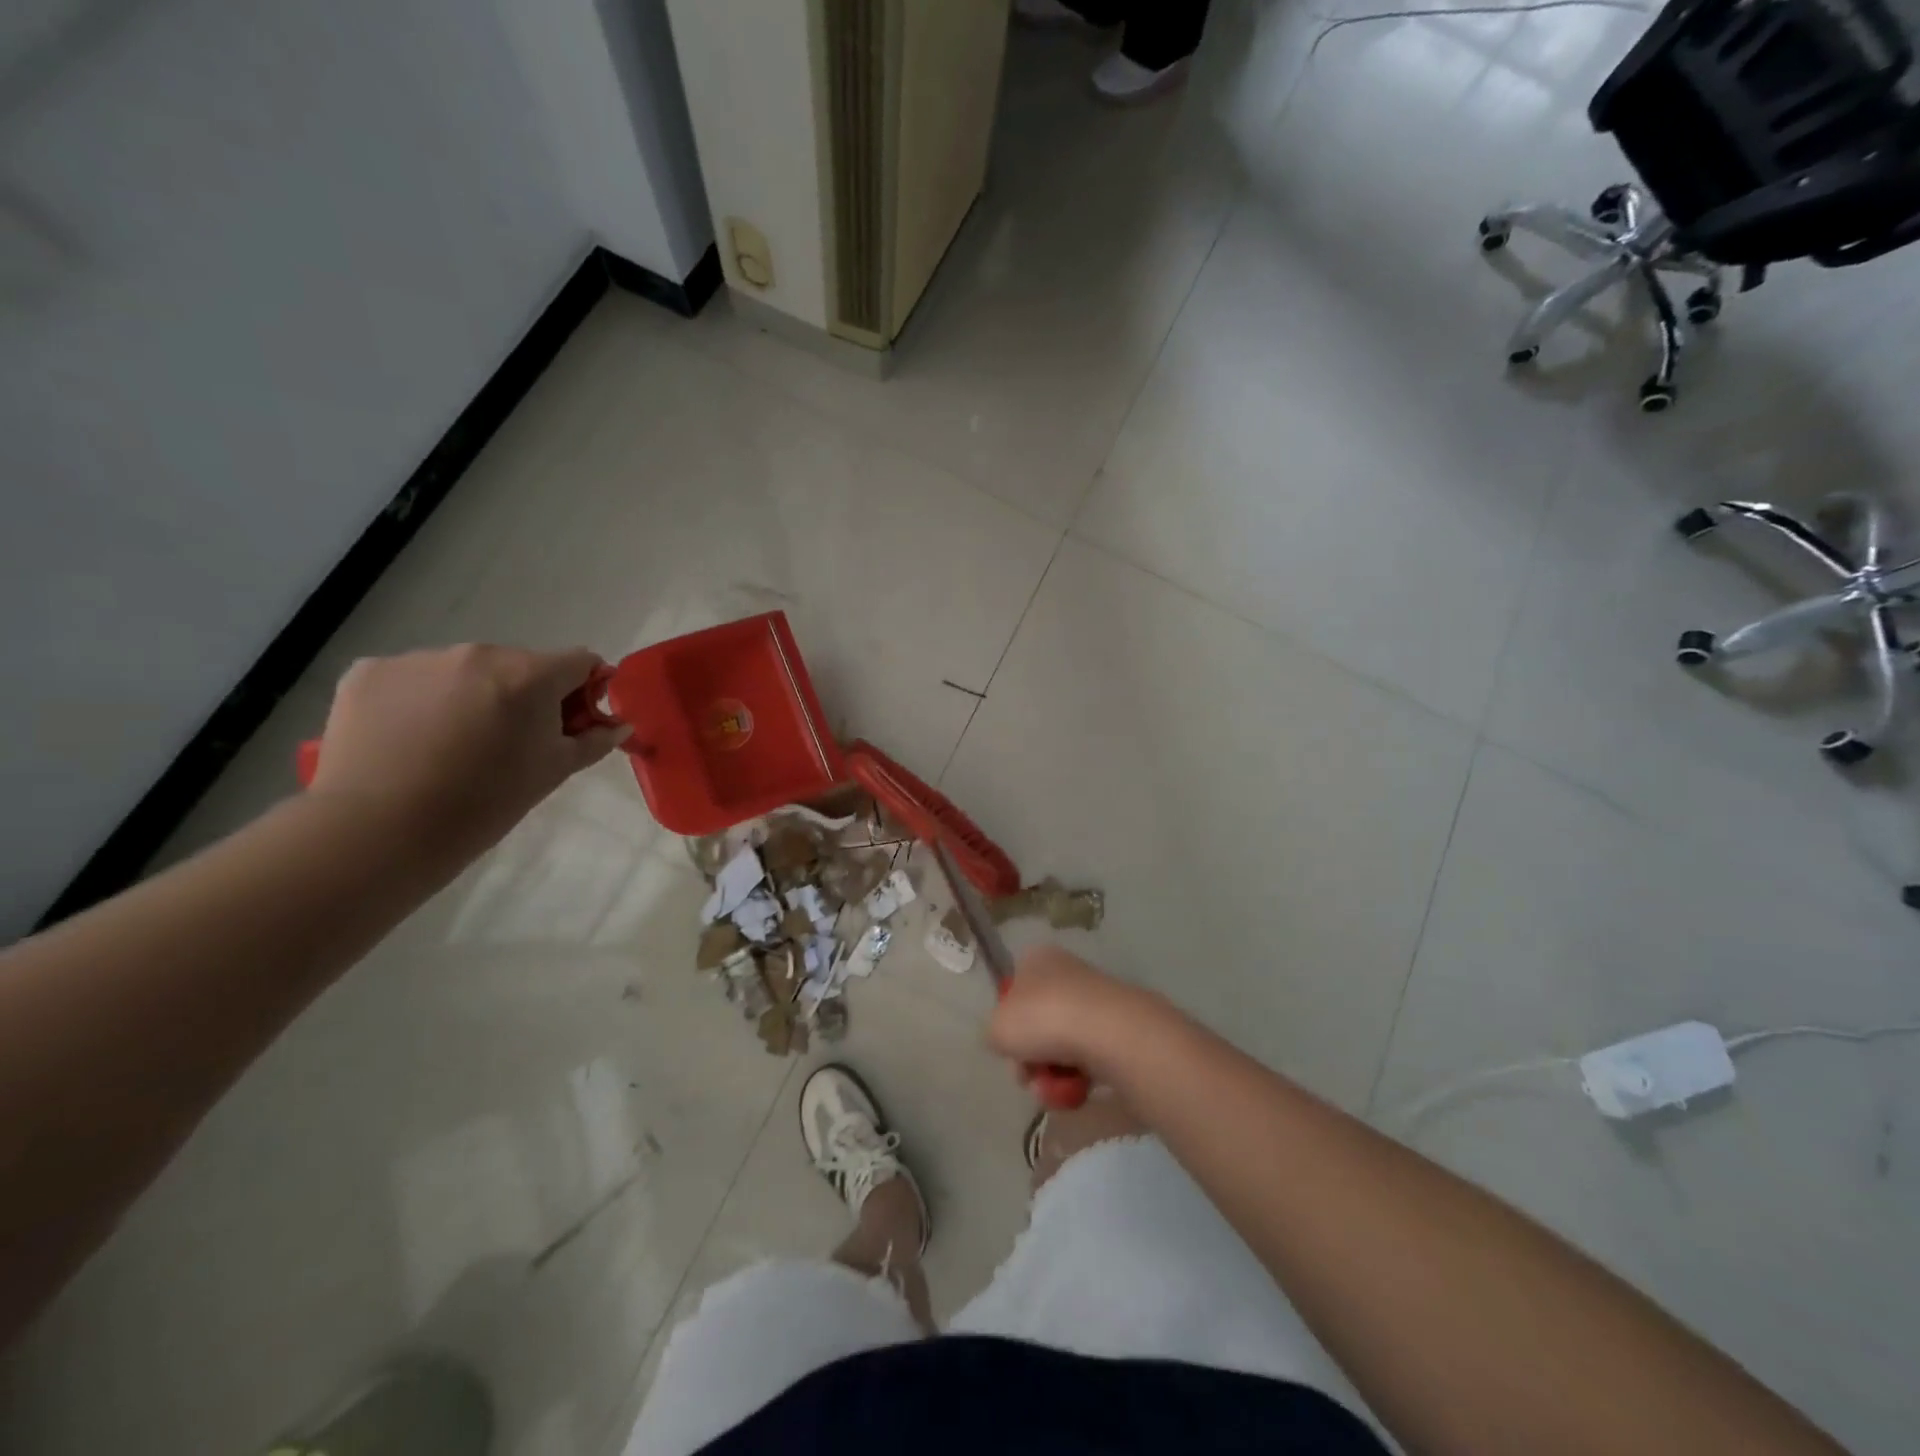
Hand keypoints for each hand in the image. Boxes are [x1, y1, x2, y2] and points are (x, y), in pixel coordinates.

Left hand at [308, 645, 629, 860]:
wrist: (379, 831)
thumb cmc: (486, 803)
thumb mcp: (553, 772)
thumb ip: (593, 741)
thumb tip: (619, 724)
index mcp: (529, 674)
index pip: (580, 662)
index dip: (584, 690)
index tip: (572, 723)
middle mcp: (477, 653)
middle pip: (520, 665)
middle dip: (523, 696)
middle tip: (509, 743)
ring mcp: (418, 659)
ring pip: (464, 671)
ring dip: (471, 696)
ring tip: (452, 745)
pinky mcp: (368, 672)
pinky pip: (412, 678)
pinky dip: (420, 701)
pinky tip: (410, 739)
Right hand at [987, 945, 1166, 1085]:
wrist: (1108, 1032)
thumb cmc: (1043, 1018)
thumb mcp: (997, 1027)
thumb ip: (995, 1033)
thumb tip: (1007, 1040)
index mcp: (1037, 960)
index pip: (1015, 991)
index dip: (1008, 1023)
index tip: (1009, 1047)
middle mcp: (1067, 973)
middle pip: (1038, 1024)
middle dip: (1030, 1058)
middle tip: (1028, 1076)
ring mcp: (1095, 1002)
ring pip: (1061, 1046)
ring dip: (1051, 1075)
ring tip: (1053, 1090)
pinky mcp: (1118, 1030)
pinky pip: (1088, 1060)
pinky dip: (1078, 1079)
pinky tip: (1077, 1091)